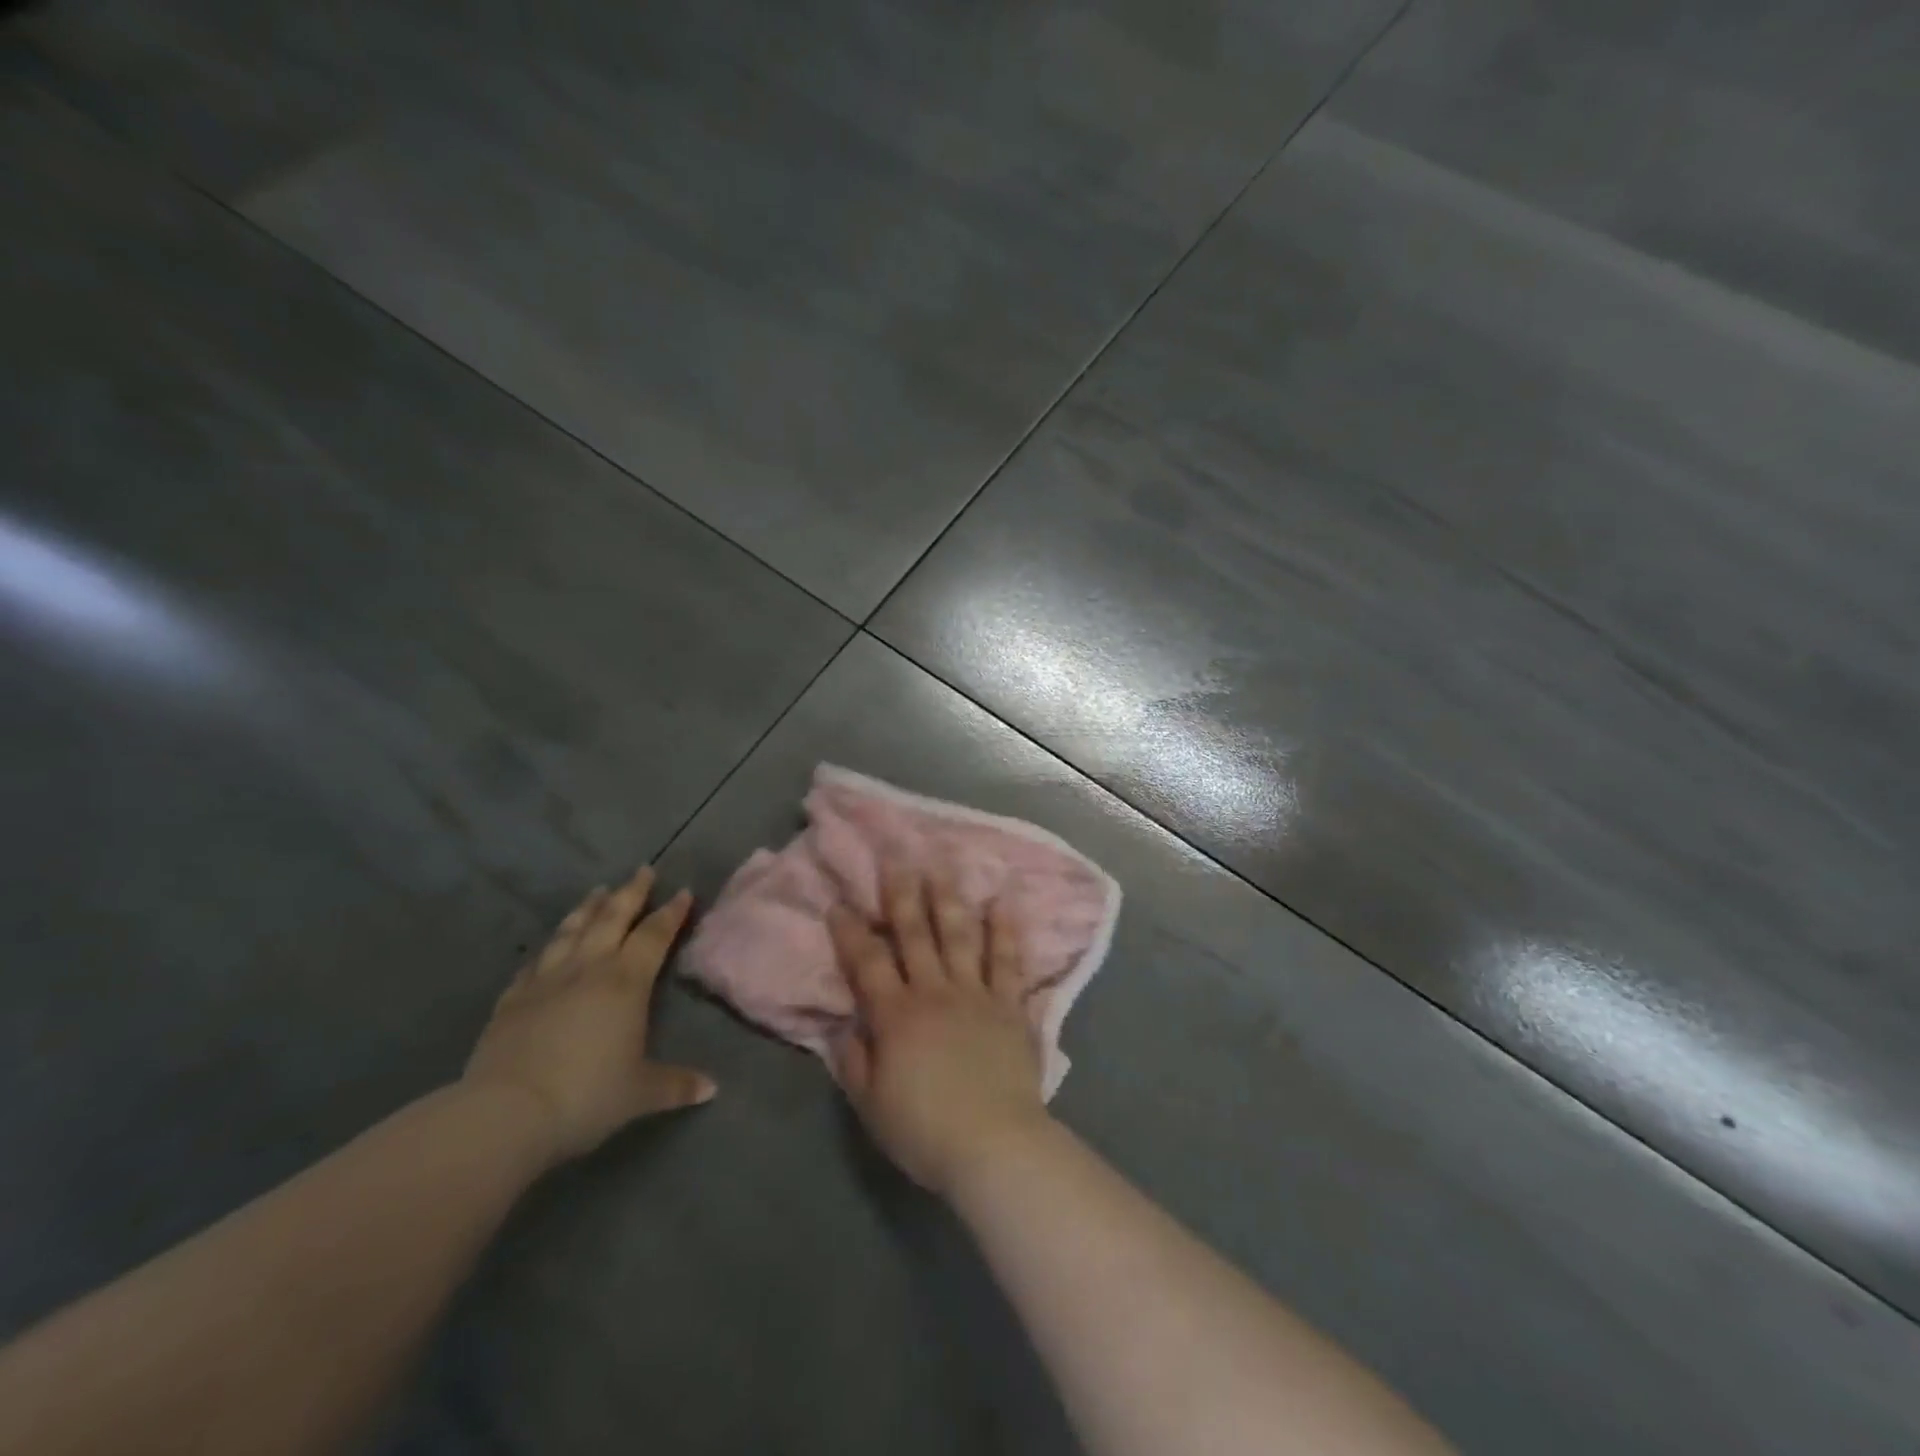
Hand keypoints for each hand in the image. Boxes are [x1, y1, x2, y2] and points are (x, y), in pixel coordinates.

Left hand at [464, 867, 715, 1165]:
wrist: (506, 1114)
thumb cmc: (587, 1096)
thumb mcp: (641, 1093)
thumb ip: (676, 1084)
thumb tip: (711, 1088)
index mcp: (626, 982)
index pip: (654, 935)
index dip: (671, 912)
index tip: (683, 891)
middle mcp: (588, 969)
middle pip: (612, 919)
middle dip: (631, 893)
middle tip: (642, 870)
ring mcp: (546, 981)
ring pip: (571, 931)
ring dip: (587, 909)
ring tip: (597, 892)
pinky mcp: (512, 1000)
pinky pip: (534, 963)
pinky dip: (547, 949)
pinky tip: (548, 947)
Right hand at [828, 868, 1049, 1195]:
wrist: (995, 1145)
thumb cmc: (926, 1130)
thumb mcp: (871, 1105)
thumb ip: (853, 1061)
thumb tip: (844, 1026)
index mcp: (896, 1016)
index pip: (866, 963)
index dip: (850, 931)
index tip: (840, 902)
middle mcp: (934, 992)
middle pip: (915, 934)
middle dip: (902, 893)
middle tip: (896, 857)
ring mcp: (975, 994)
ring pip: (959, 935)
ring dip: (949, 898)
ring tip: (942, 865)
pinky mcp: (1009, 1005)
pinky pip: (1007, 960)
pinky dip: (1005, 930)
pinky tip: (1003, 902)